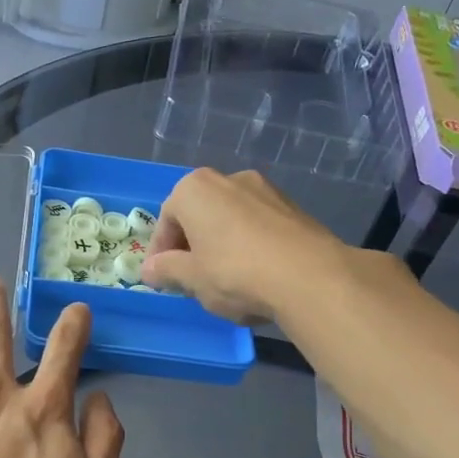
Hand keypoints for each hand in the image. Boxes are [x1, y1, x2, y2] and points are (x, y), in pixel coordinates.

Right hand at [140, 168, 341, 323]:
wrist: (310, 277)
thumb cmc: (235, 273)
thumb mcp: (191, 278)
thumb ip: (166, 270)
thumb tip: (149, 269)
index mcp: (195, 189)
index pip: (166, 221)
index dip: (160, 253)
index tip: (162, 279)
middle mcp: (229, 178)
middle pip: (199, 215)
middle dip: (191, 246)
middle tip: (190, 279)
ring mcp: (265, 189)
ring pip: (229, 219)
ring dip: (220, 244)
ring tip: (224, 279)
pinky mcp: (293, 207)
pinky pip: (257, 225)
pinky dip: (248, 245)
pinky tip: (254, 274)